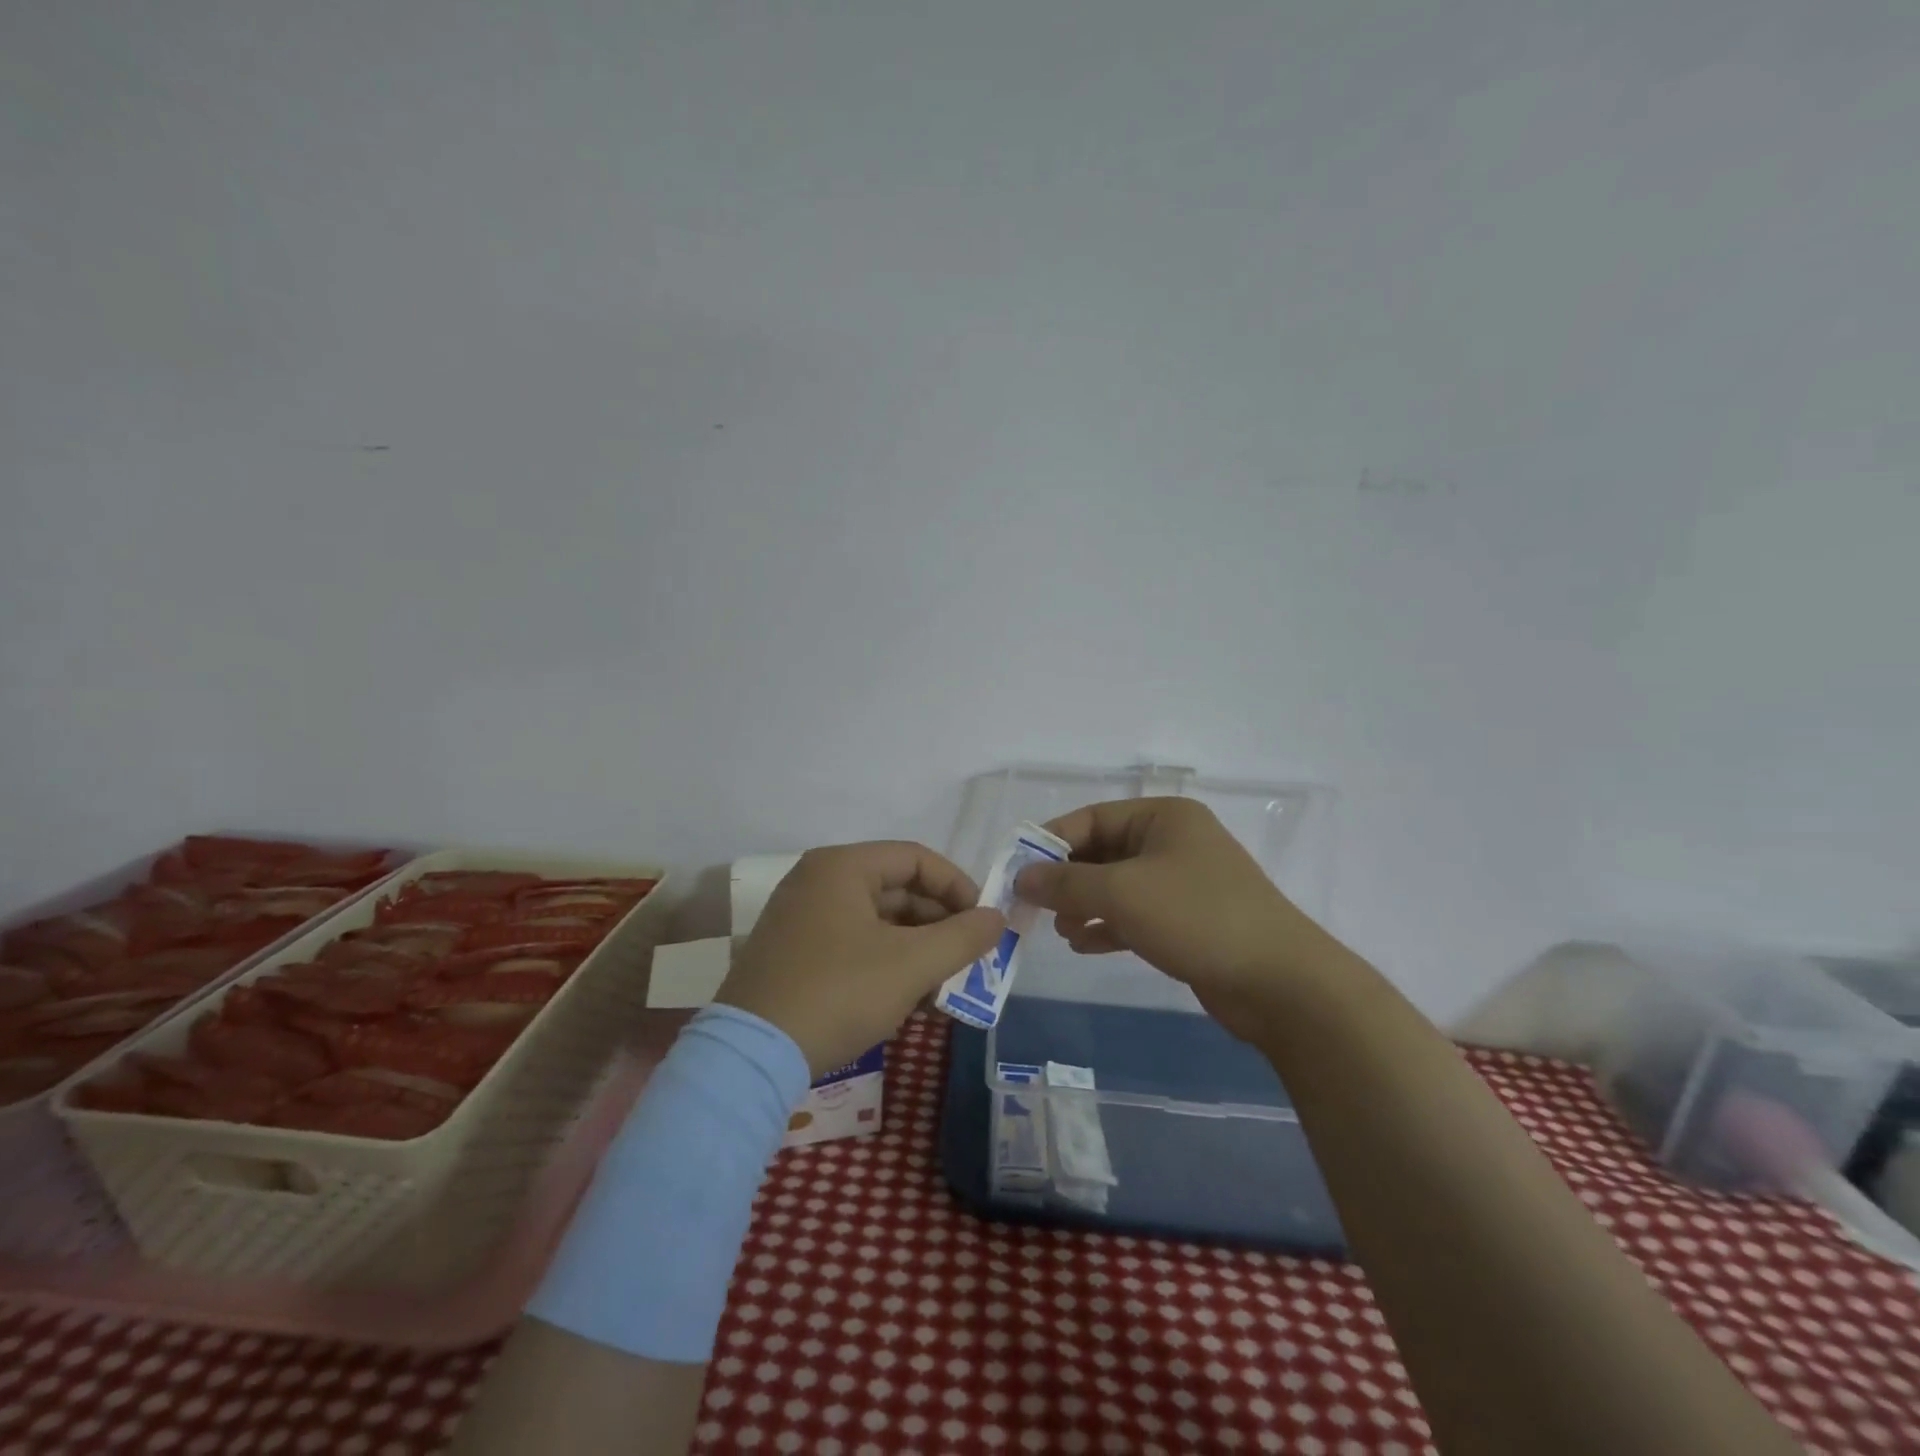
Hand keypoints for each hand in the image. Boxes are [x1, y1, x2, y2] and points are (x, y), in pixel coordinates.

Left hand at [716, 841, 1005, 1076]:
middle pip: (897, 890)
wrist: (751, 1057)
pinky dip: (887, 966)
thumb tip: (997, 918)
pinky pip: (854, 946)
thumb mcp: (911, 964)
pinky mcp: (793, 955)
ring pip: (877, 923)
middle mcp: (818, 881)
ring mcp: (801, 919)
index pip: (916, 858)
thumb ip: (963, 936)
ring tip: (945, 990)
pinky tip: (911, 1003)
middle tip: (969, 961)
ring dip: (917, 952)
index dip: (958, 887)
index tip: (983, 924)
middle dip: (939, 926)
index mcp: (842, 866)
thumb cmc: (839, 993)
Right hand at [1015, 798, 1346, 1038]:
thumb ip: (1066, 882)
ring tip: (1061, 931)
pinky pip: (1136, 914)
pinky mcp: (1189, 920)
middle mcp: (1173, 842)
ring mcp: (1184, 882)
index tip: (1017, 870)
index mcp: (1163, 817)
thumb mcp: (1122, 892)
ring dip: (1085, 905)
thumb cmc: (1196, 917)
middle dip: (1067, 880)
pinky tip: (1084, 945)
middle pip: (1103, 852)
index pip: (1091, 818)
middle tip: (1035, 907)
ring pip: (1117, 886)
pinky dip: (1108, 926)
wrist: (1280, 982)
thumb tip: (1023, 876)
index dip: (1050, 842)